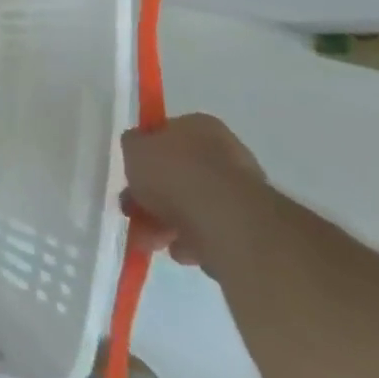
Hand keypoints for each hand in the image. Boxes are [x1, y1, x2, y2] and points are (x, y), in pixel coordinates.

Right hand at [122, 114, 268, 272]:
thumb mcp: (134, 149)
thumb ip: (132, 146)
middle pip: (179, 174)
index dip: (145, 155)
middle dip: (152, 196)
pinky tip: (180, 251)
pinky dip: (192, 241)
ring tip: (150, 240)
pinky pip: (210, 231)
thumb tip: (137, 149)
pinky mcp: (248, 227)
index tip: (130, 176)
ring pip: (192, 205)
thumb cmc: (175, 173)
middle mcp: (225, 153)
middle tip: (133, 212)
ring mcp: (240, 191)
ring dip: (166, 222)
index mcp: (200, 126)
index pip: (167, 134)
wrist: (225, 221)